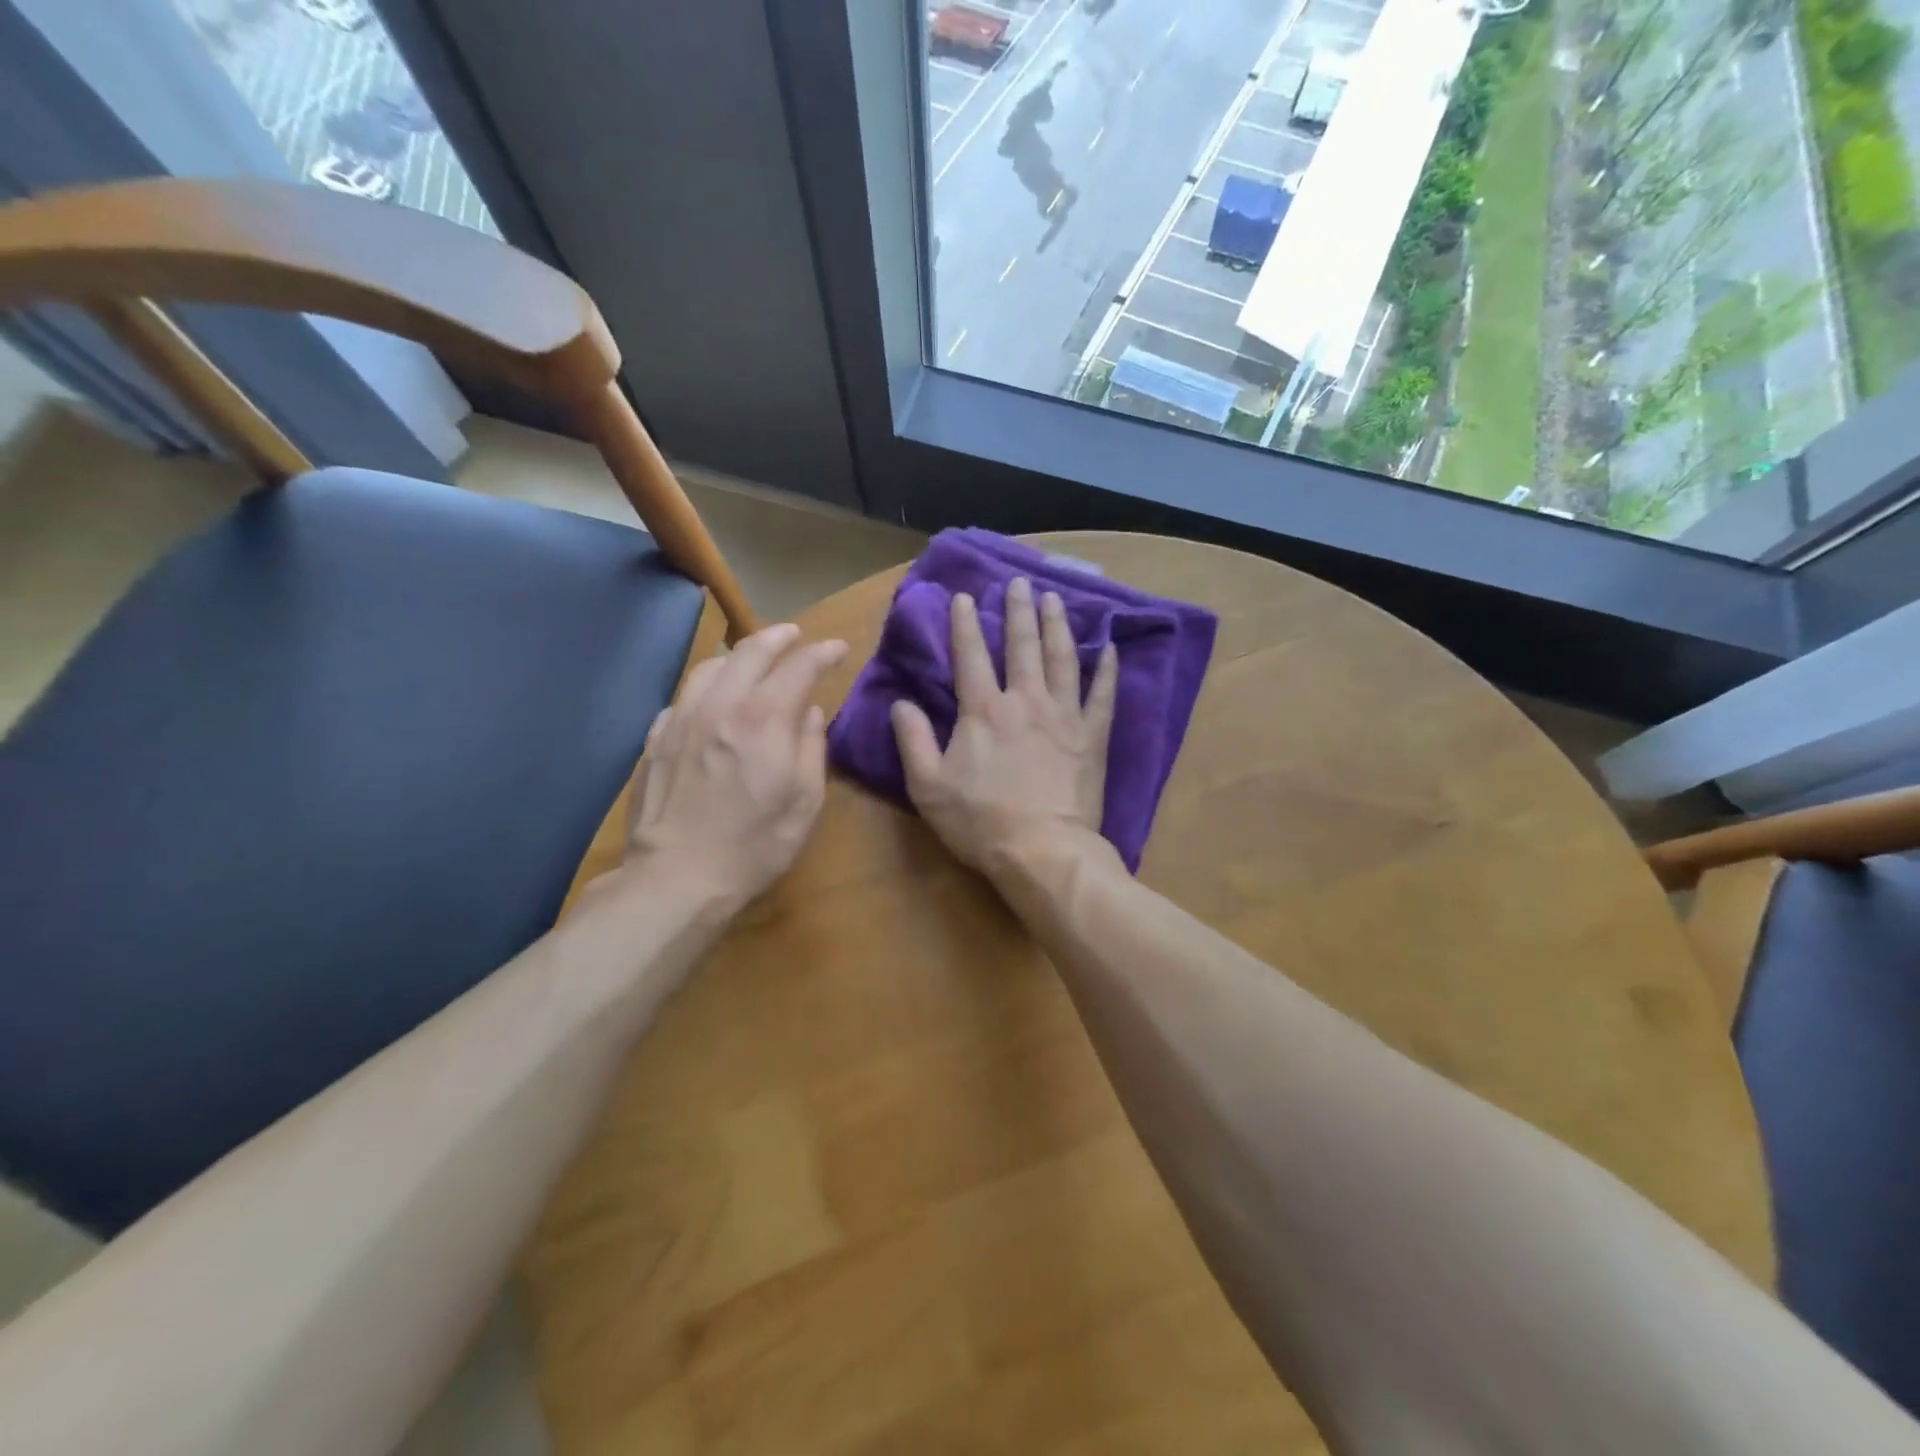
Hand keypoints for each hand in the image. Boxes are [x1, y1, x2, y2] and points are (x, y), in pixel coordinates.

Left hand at [625, 623, 847, 910]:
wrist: (676, 878)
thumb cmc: (754, 846)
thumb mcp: (804, 803)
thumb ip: (811, 749)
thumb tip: (808, 713)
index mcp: (763, 720)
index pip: (798, 666)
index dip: (822, 652)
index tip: (837, 649)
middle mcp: (720, 707)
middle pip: (749, 651)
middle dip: (778, 636)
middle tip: (795, 634)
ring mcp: (681, 720)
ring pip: (710, 667)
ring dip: (738, 655)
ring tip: (752, 659)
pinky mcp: (655, 739)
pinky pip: (683, 697)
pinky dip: (706, 688)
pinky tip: (712, 702)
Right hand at [892, 577, 1117, 875]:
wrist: (1043, 851)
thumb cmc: (980, 821)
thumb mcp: (928, 786)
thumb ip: (912, 740)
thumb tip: (900, 703)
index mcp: (983, 711)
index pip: (970, 656)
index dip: (965, 623)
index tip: (965, 596)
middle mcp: (1025, 701)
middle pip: (1021, 646)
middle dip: (1018, 611)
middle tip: (1019, 582)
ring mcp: (1064, 715)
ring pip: (1062, 659)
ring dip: (1057, 626)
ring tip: (1055, 599)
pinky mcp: (1092, 736)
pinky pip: (1103, 694)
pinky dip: (1107, 669)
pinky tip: (1109, 647)